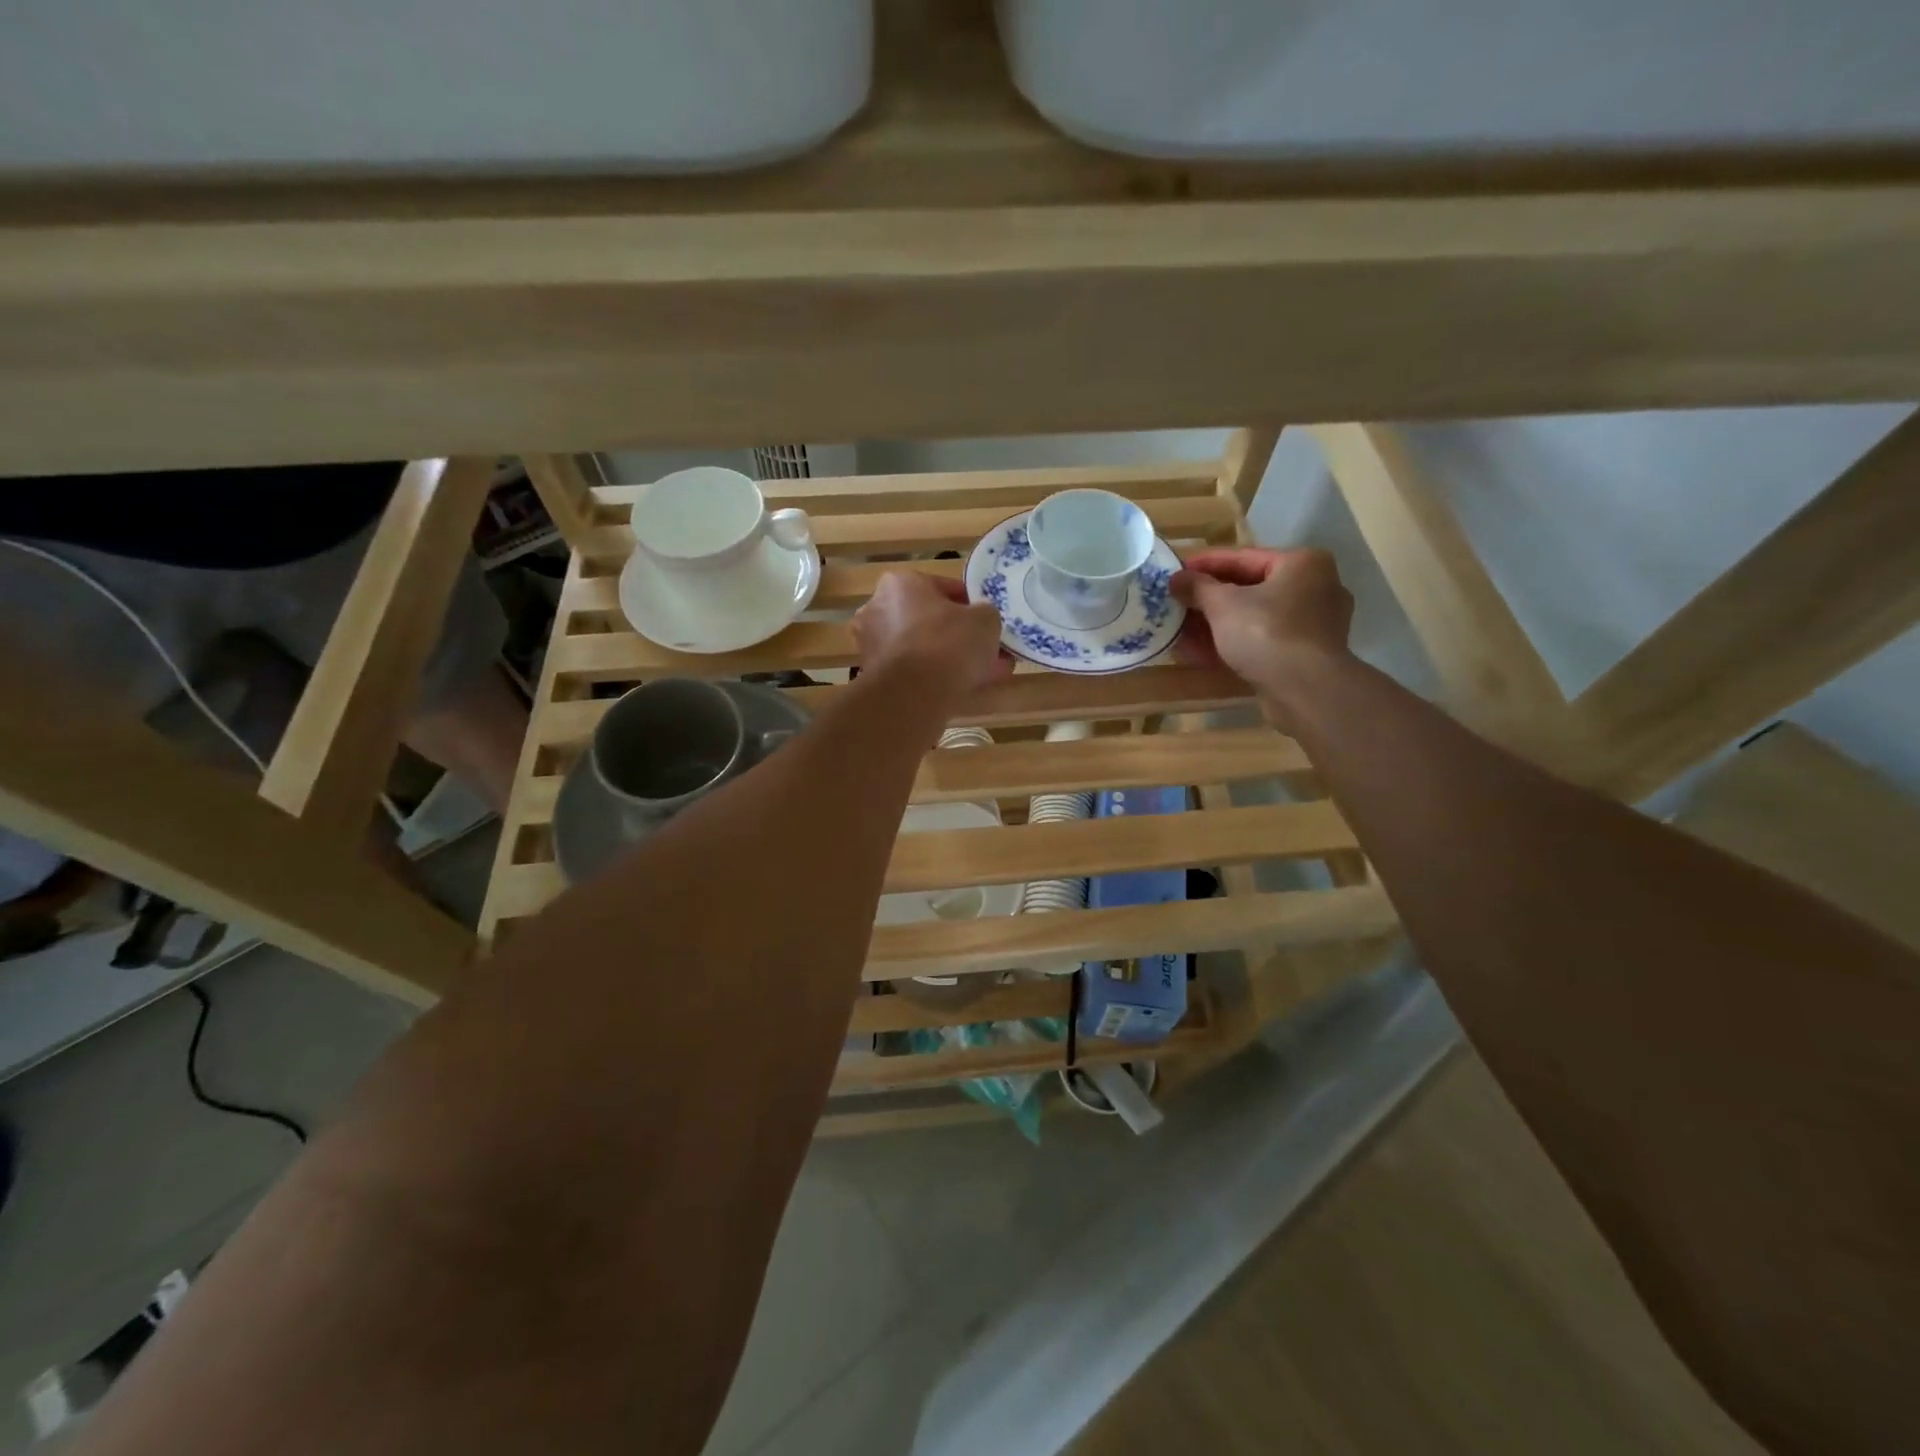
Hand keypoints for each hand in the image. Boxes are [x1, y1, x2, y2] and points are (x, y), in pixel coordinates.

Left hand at [852, 572, 1010, 700]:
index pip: (944, 588)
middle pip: (931, 621)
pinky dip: (936, 679)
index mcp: (899, 584)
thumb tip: (981, 620)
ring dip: (952, 661)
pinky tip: (964, 691)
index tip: (989, 622)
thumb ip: (985, 614)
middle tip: (988, 651)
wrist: (912, 697)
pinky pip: (914, 673)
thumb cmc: (947, 645)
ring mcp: (873, 646)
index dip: (972, 605)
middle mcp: (878, 610)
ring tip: (985, 676)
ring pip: (924, 650)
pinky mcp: (876, 679)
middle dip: (961, 637)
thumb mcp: (985, 620)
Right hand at [1172, 548, 1352, 723]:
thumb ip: (1197, 587)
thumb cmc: (1266, 633)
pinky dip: (1233, 644)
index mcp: (1302, 564)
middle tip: (1177, 604)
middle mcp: (1315, 588)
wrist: (1305, 690)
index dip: (1204, 564)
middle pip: (1249, 589)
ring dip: (1216, 625)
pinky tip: (1200, 654)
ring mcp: (1313, 625)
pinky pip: (1263, 641)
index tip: (1175, 571)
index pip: (1243, 557)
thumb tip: (1176, 578)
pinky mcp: (1305, 655)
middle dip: (1209, 600)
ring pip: (1254, 618)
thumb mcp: (1222, 604)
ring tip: (1182, 631)